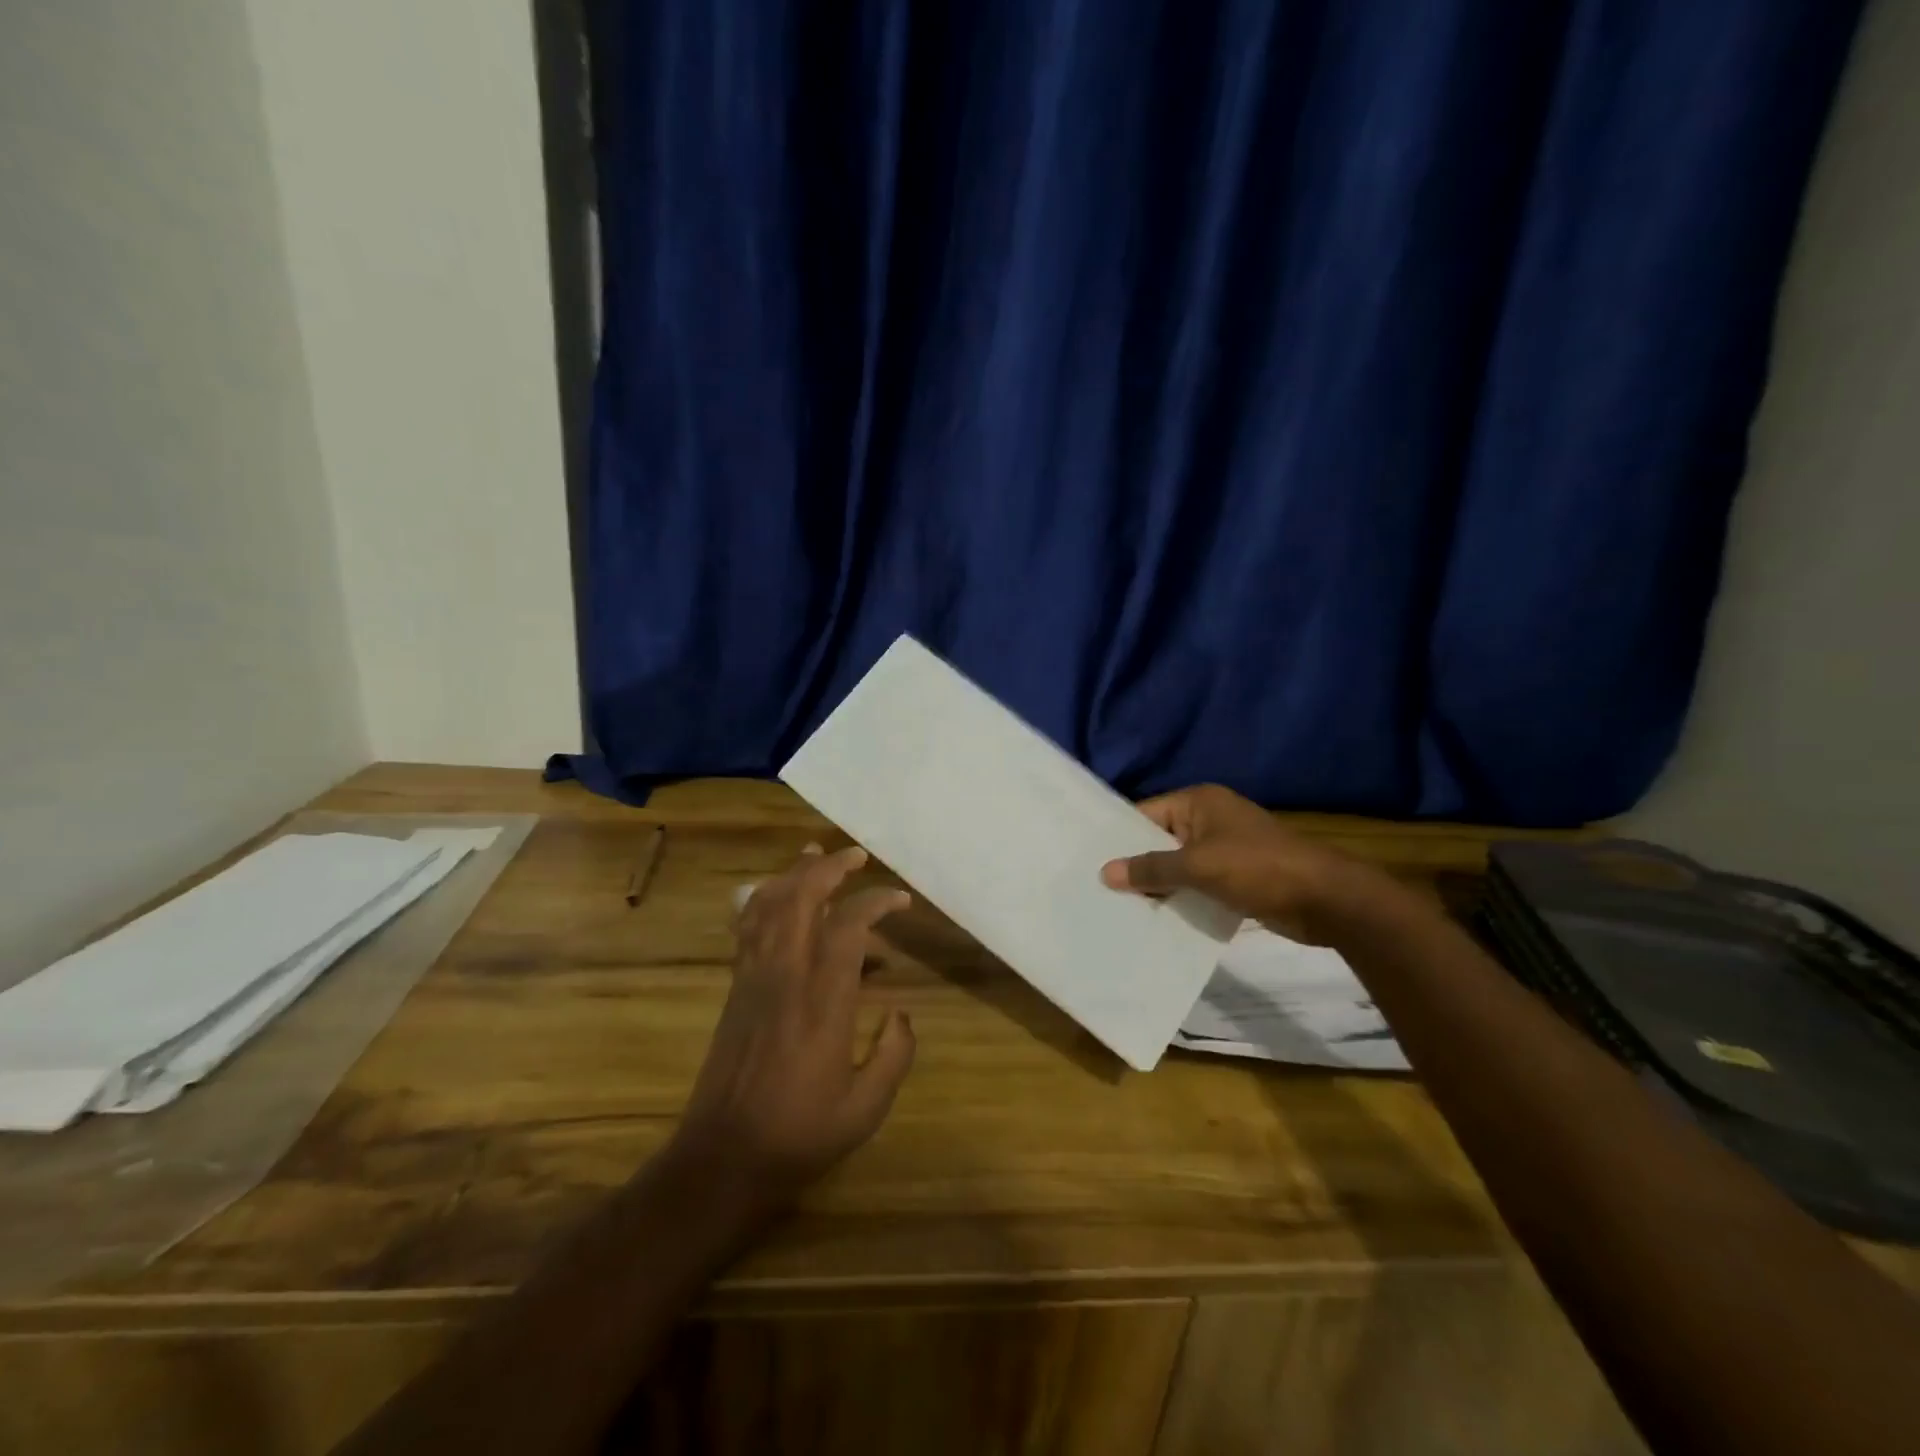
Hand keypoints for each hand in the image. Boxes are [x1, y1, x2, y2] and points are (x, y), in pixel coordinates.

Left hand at [676, 845, 915, 1200]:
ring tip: (816, 855)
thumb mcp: (866, 1108)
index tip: (900, 899)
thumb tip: (902, 1014)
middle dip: (829, 868)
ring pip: (768, 906)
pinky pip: (747, 928)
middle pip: (801, 899)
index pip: (848, 927)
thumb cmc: (800, 1134)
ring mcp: (754, 979)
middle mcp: (786, 977)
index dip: (876, 902)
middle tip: (856, 856)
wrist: (723, 1159)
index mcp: (823, 1002)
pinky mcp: (735, 988)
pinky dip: (763, 899)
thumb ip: (894, 1055)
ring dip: (793, 874)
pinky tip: (776, 893)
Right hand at [1100, 784, 1396, 945]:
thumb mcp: (1198, 866)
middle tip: (1098, 890)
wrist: (1326, 900)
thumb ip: (1151, 869)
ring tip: (1119, 909)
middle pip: (1159, 840)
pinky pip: (1197, 884)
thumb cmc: (1258, 869)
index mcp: (1199, 802)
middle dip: (1136, 866)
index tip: (1088, 861)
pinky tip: (1157, 919)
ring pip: (1178, 866)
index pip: (1145, 814)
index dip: (1118, 837)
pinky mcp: (1236, 876)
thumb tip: (1106, 873)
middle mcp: (1209, 819)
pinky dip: (1181, 899)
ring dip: (1158, 887)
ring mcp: (1224, 848)